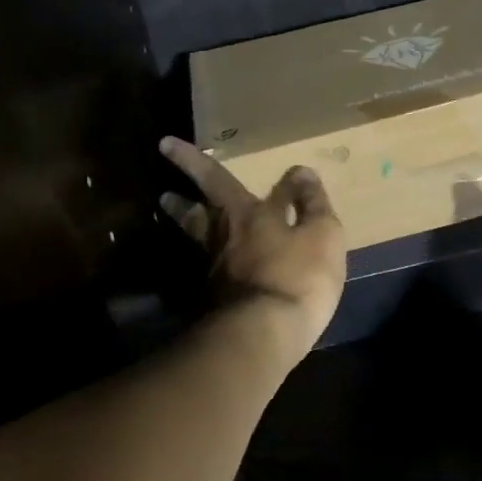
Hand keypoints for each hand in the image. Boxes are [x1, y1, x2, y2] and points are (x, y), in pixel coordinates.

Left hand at [158, 137, 346, 361]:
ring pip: (198, 238)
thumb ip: (311, 203)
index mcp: (247, 214)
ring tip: (170, 208)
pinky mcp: (215, 303)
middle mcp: (223, 238)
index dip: (197, 160)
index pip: (217, 178)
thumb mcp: (321, 234)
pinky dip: (206, 258)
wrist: (263, 336)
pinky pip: (209, 269)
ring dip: (184, 220)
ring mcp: (215, 272)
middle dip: (181, 192)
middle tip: (160, 188)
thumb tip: (301, 171)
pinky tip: (209, 262)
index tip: (169, 144)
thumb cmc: (298, 276)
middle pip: (197, 210)